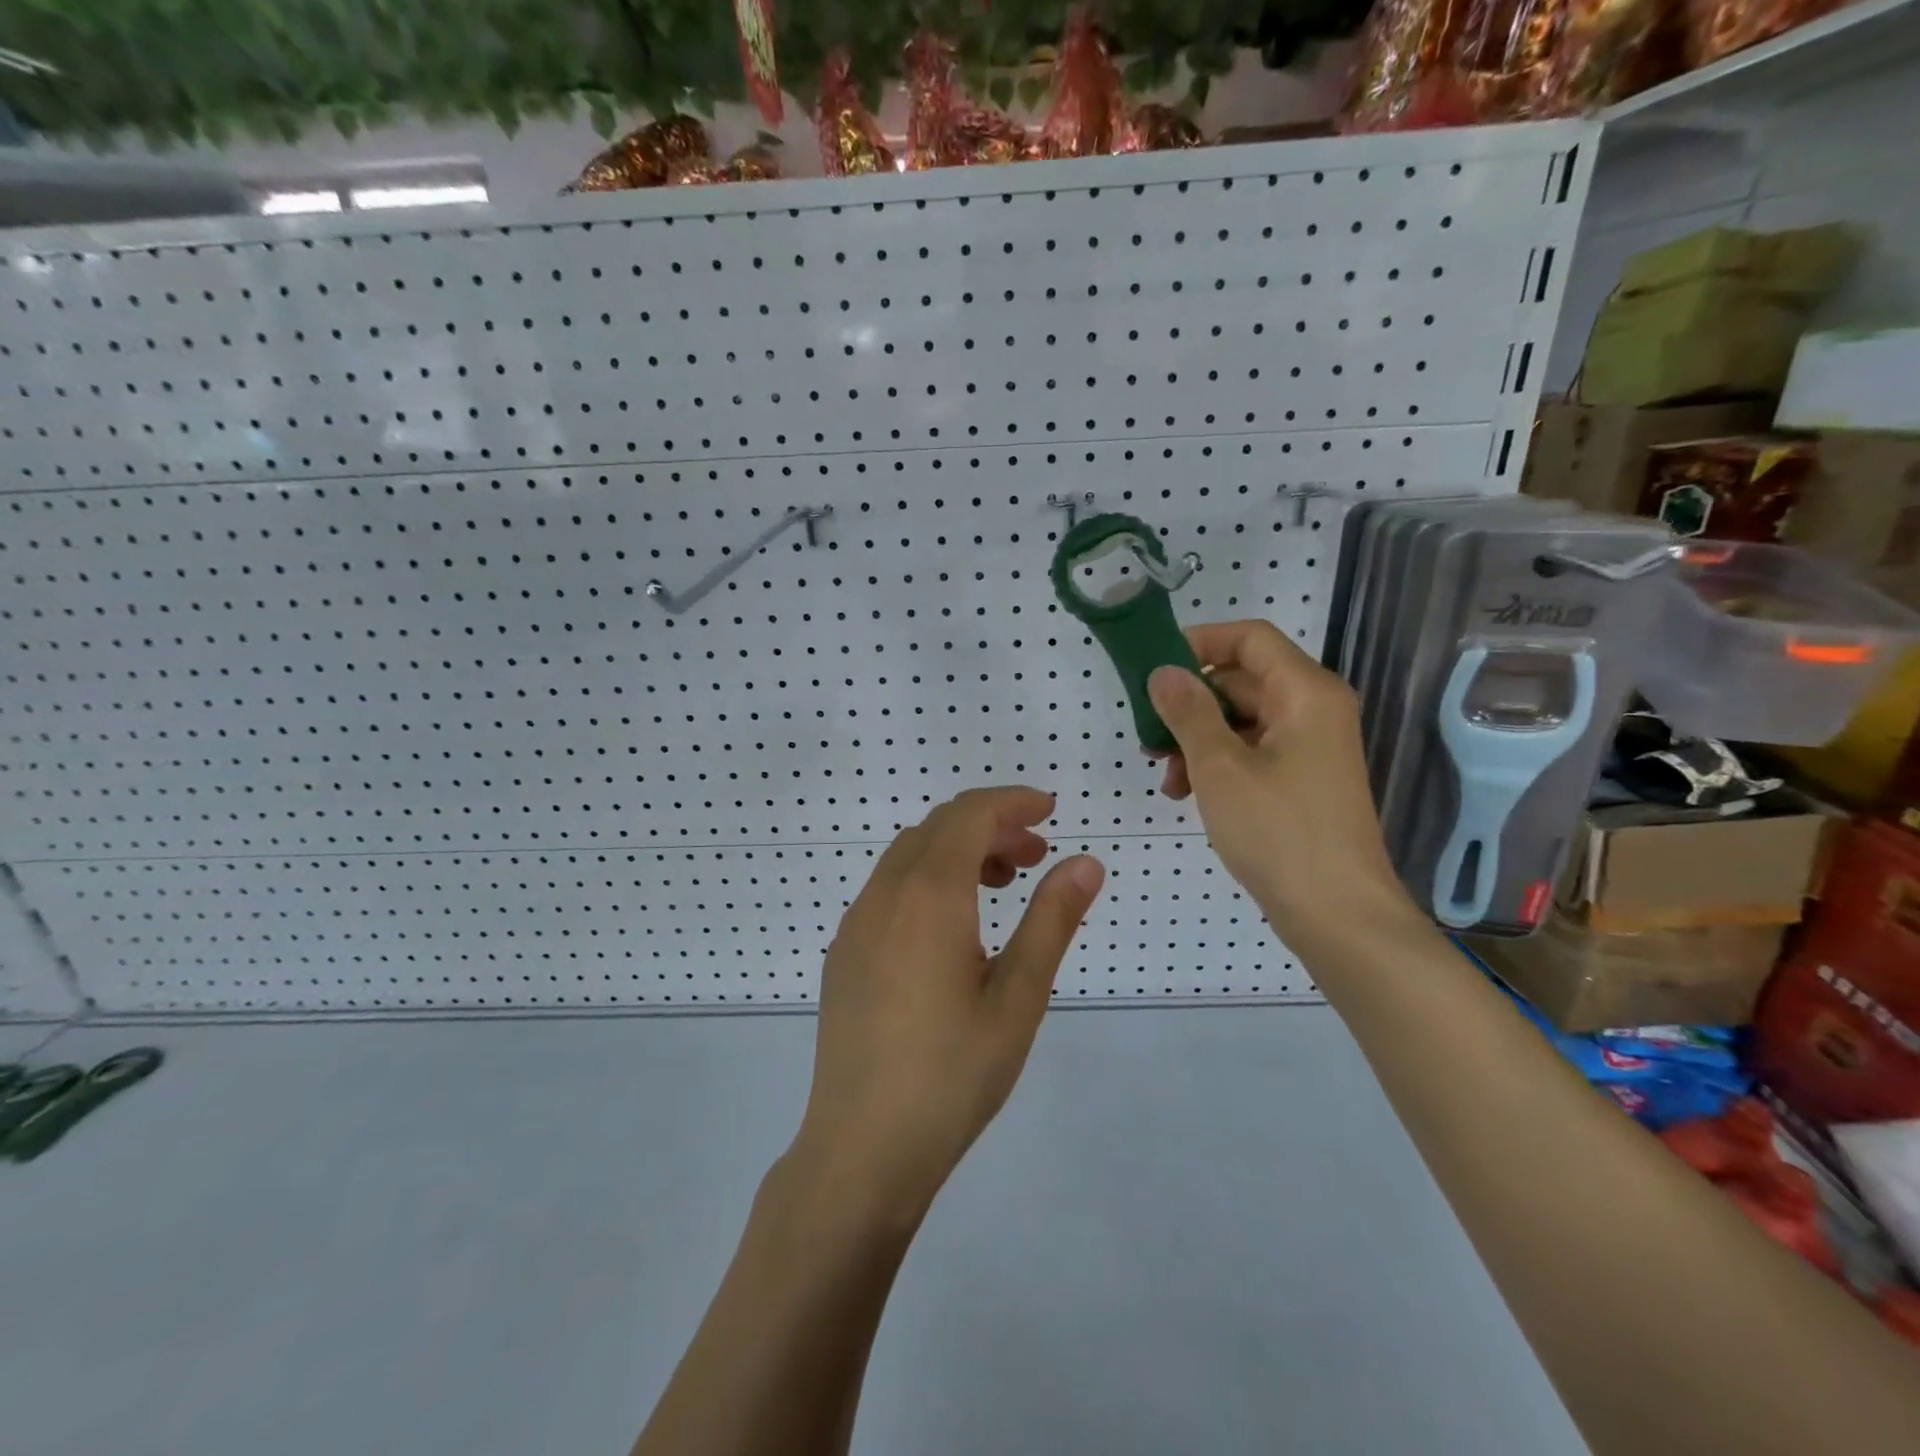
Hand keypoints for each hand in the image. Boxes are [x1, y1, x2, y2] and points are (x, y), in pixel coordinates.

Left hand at [791, 786, 1104, 1221]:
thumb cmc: (952, 1073)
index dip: (1012, 802)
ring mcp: (856, 923)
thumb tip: (1086, 862)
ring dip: (957, 851)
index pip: (970, 815)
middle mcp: (885, 894)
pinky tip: (953, 927)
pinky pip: (889, 888)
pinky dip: (927, 879)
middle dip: (990, 826)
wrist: (862, 1147)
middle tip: (1036, 856)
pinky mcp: (844, 952)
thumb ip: (1052, 920)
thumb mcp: (1018, 997)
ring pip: (910, 856)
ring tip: (1001, 885)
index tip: (1050, 810)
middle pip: (939, 828)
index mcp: (929, 895)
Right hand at [1148, 620, 1411, 943]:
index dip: (1199, 643)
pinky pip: (1253, 752)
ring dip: (1197, 739)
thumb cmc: (1279, 832)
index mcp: (1305, 693)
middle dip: (1190, 704)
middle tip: (1148, 735)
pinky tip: (1187, 794)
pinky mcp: (1302, 781)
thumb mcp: (1220, 767)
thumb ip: (1188, 712)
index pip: (1249, 638)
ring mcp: (1310, 748)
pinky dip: (1217, 764)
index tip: (1153, 669)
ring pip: (1242, 721)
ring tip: (1165, 776)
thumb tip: (1164, 672)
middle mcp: (1313, 710)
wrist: (1338, 915)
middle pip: (1242, 680)